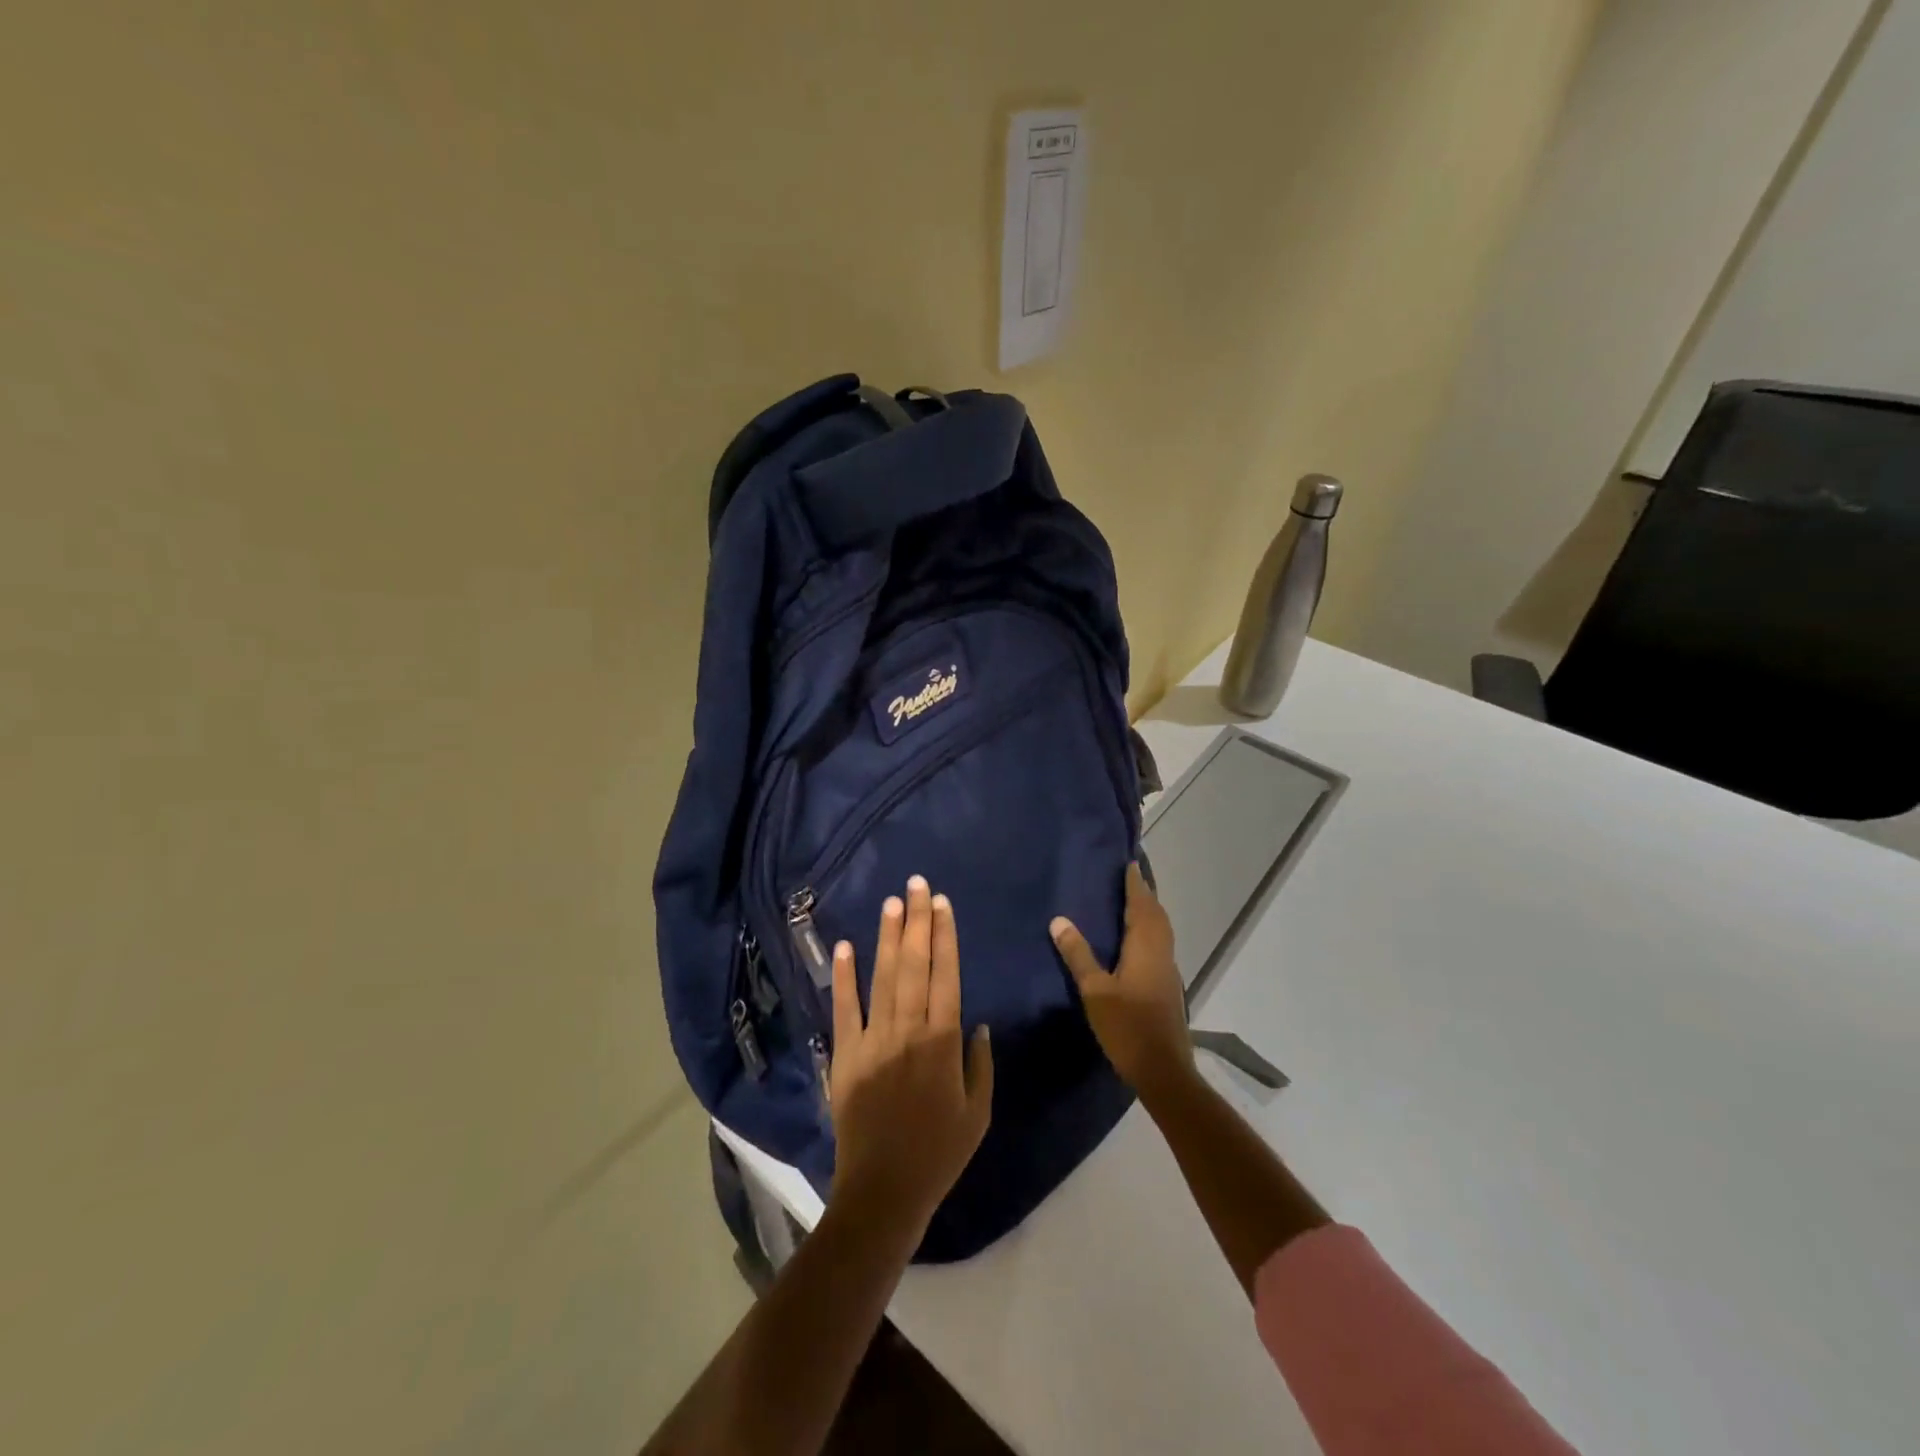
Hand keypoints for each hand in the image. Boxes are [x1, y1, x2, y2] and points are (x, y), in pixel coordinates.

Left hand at [828, 876, 994, 1236]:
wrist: (883, 1191)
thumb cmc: (939, 1153)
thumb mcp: (978, 1114)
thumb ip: (981, 1064)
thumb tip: (978, 1023)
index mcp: (942, 1042)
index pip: (945, 975)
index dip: (944, 936)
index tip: (942, 904)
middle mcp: (907, 1031)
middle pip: (914, 965)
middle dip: (917, 921)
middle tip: (917, 884)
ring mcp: (872, 1040)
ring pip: (882, 978)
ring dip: (888, 937)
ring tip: (891, 902)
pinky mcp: (845, 1055)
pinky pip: (844, 1009)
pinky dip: (844, 977)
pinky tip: (846, 946)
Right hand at [1051, 863, 1194, 1097]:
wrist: (1163, 1070)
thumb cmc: (1128, 1027)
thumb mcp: (1095, 991)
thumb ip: (1078, 954)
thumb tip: (1059, 919)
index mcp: (1145, 947)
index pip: (1141, 905)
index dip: (1135, 884)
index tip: (1129, 863)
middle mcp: (1161, 952)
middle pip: (1156, 914)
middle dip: (1144, 893)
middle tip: (1129, 876)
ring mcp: (1167, 970)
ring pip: (1161, 930)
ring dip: (1149, 911)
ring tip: (1132, 900)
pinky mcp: (1167, 985)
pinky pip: (1159, 943)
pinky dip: (1150, 929)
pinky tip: (1136, 938)